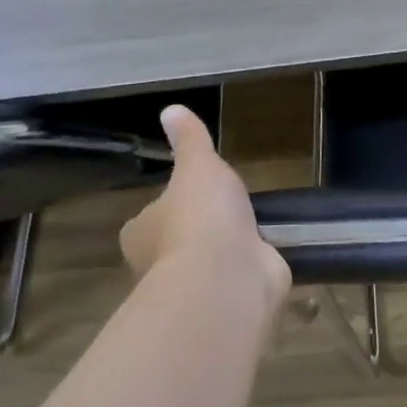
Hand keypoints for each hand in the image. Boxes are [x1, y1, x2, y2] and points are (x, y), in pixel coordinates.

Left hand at [118, 105, 290, 308]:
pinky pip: (237, 277)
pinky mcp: (227, 297)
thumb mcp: (198, 166)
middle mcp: (159, 263)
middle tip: (225, 209)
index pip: (150, 217)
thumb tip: (171, 109)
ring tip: (251, 228)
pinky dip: (249, 266)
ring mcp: (194, 285)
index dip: (169, 206)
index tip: (191, 194)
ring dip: (226, 249)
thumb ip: (190, 141)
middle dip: (198, 230)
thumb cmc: (200, 217)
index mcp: (141, 233)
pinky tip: (265, 253)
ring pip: (207, 262)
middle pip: (176, 241)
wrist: (227, 276)